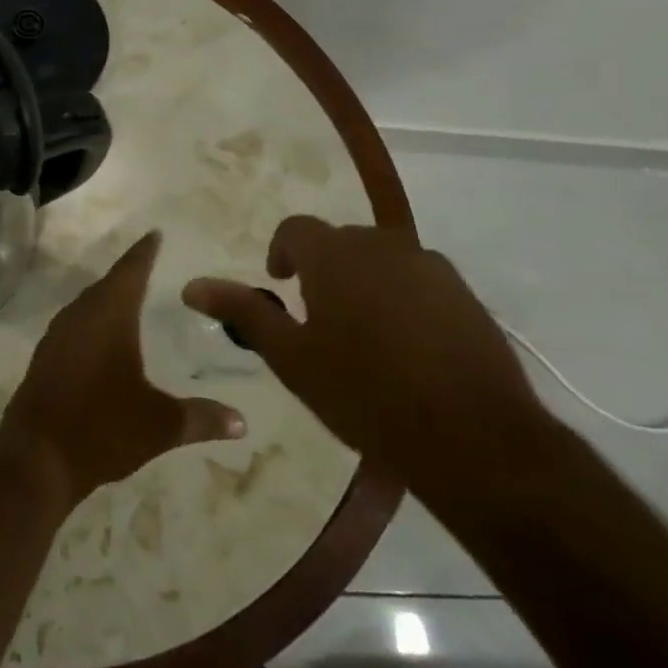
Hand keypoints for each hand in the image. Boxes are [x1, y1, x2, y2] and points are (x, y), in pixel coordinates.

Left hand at [0, 231, 245, 503]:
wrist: (36, 458)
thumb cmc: (102, 429)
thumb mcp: (160, 425)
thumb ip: (201, 418)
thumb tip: (242, 421)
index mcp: (109, 316)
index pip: (130, 272)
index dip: (144, 252)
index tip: (155, 234)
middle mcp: (80, 316)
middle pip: (107, 285)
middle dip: (129, 274)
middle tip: (150, 265)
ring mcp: (57, 336)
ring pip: (87, 305)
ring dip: (108, 298)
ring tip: (130, 298)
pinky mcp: (45, 357)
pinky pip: (74, 325)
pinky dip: (92, 321)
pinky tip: (102, 338)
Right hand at [182, 217, 545, 506]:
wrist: (475, 438)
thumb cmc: (366, 395)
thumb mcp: (292, 357)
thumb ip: (244, 312)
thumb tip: (192, 284)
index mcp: (336, 254)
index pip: (295, 229)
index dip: (281, 254)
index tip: (281, 287)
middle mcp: (383, 245)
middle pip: (339, 243)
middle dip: (322, 271)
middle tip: (319, 322)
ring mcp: (430, 266)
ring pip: (381, 261)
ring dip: (363, 284)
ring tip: (364, 339)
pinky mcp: (465, 294)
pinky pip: (418, 281)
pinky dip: (402, 300)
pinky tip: (407, 350)